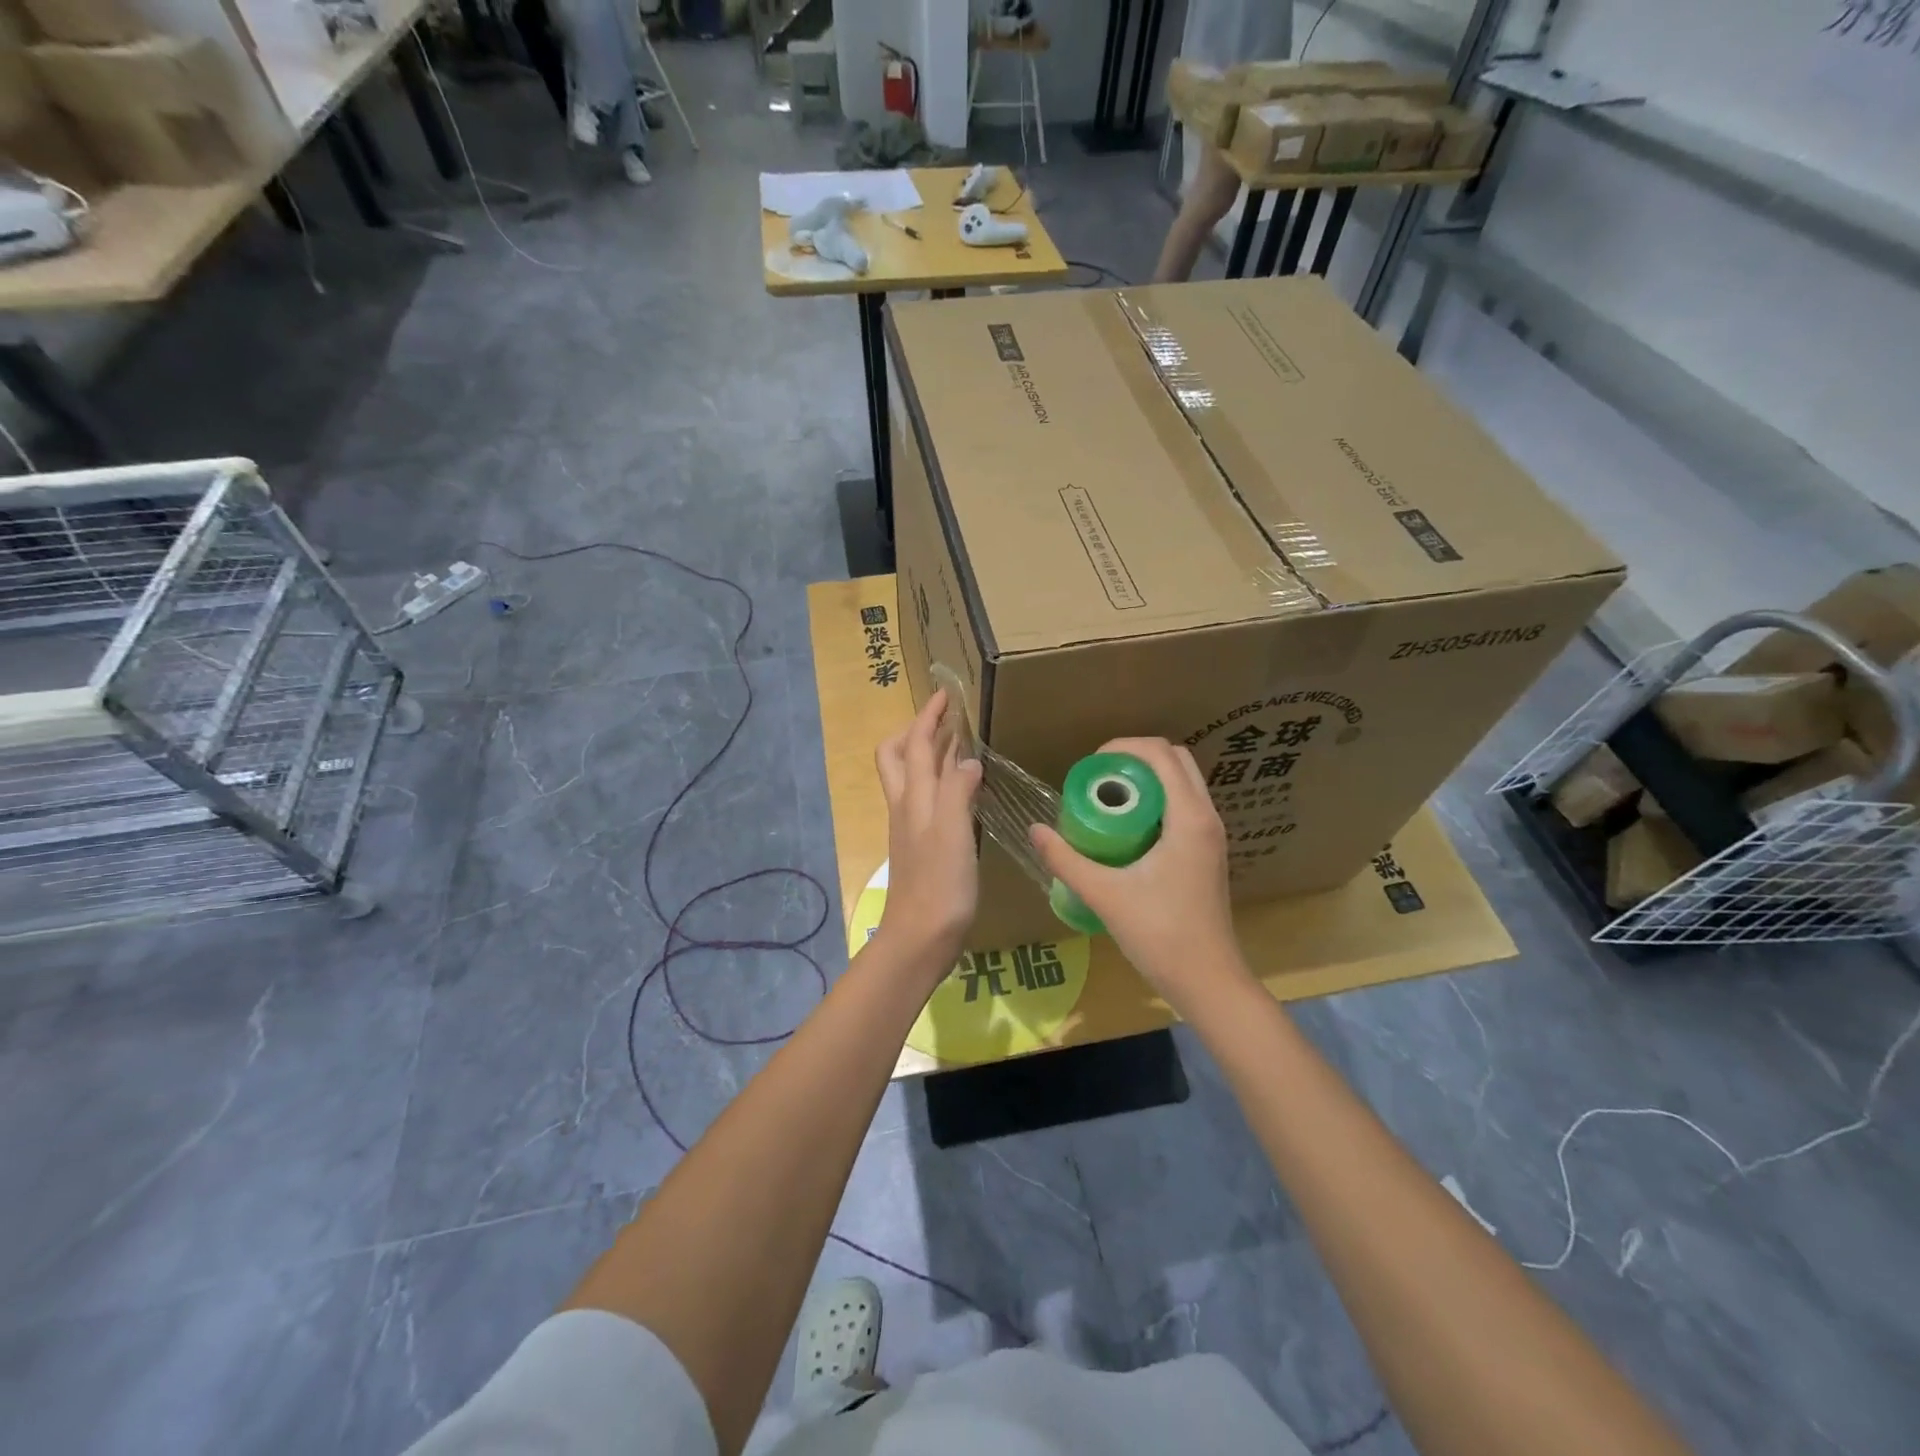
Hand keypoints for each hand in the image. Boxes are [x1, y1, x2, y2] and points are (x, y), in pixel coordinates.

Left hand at [874, 689, 982, 969]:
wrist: (921, 937)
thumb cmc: (939, 885)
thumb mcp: (952, 833)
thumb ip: (957, 791)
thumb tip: (966, 759)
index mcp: (913, 798)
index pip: (916, 745)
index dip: (928, 717)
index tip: (946, 694)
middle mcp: (907, 806)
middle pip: (898, 756)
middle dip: (916, 731)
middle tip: (945, 720)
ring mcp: (911, 827)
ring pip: (911, 778)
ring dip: (928, 755)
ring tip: (957, 745)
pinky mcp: (921, 846)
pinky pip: (926, 799)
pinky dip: (940, 782)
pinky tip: (961, 790)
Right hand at [1029, 738, 1251, 1013]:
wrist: (1208, 981)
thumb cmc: (1160, 934)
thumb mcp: (1105, 894)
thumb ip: (1066, 860)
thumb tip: (1034, 829)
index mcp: (1189, 818)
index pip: (1161, 754)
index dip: (1123, 747)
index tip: (1090, 764)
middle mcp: (1207, 817)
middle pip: (1176, 760)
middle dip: (1135, 758)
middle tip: (1098, 779)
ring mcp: (1212, 836)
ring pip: (1182, 783)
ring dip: (1148, 779)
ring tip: (1108, 799)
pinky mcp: (1208, 852)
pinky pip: (1184, 806)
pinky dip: (1157, 800)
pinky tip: (1127, 828)